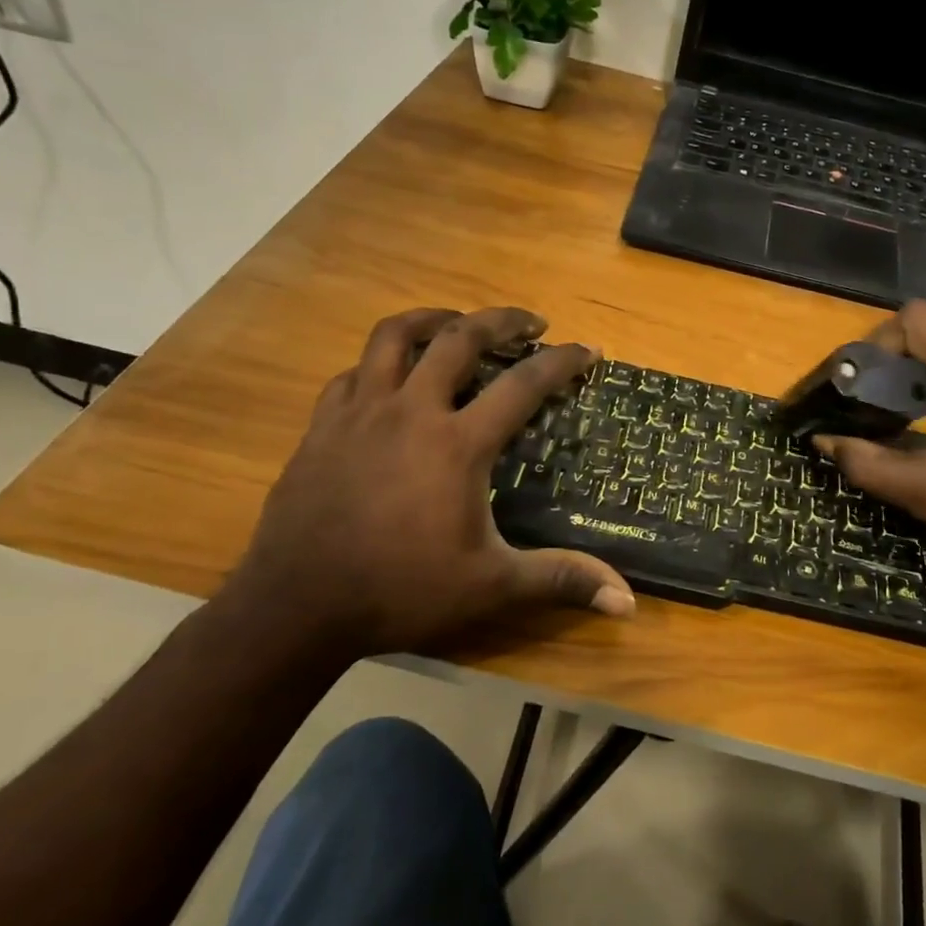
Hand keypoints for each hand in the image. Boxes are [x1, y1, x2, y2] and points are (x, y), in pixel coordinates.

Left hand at [228, 306, 634, 655]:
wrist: (297, 606)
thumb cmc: (401, 591)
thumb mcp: (491, 587)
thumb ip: (560, 580)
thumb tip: (628, 603)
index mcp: (457, 443)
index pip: (523, 384)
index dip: (562, 362)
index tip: (588, 350)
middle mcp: (411, 410)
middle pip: (460, 337)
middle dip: (502, 320)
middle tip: (530, 322)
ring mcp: (360, 412)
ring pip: (394, 336)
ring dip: (434, 319)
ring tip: (457, 322)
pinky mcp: (322, 425)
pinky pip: (353, 372)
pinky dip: (380, 363)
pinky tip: (390, 378)